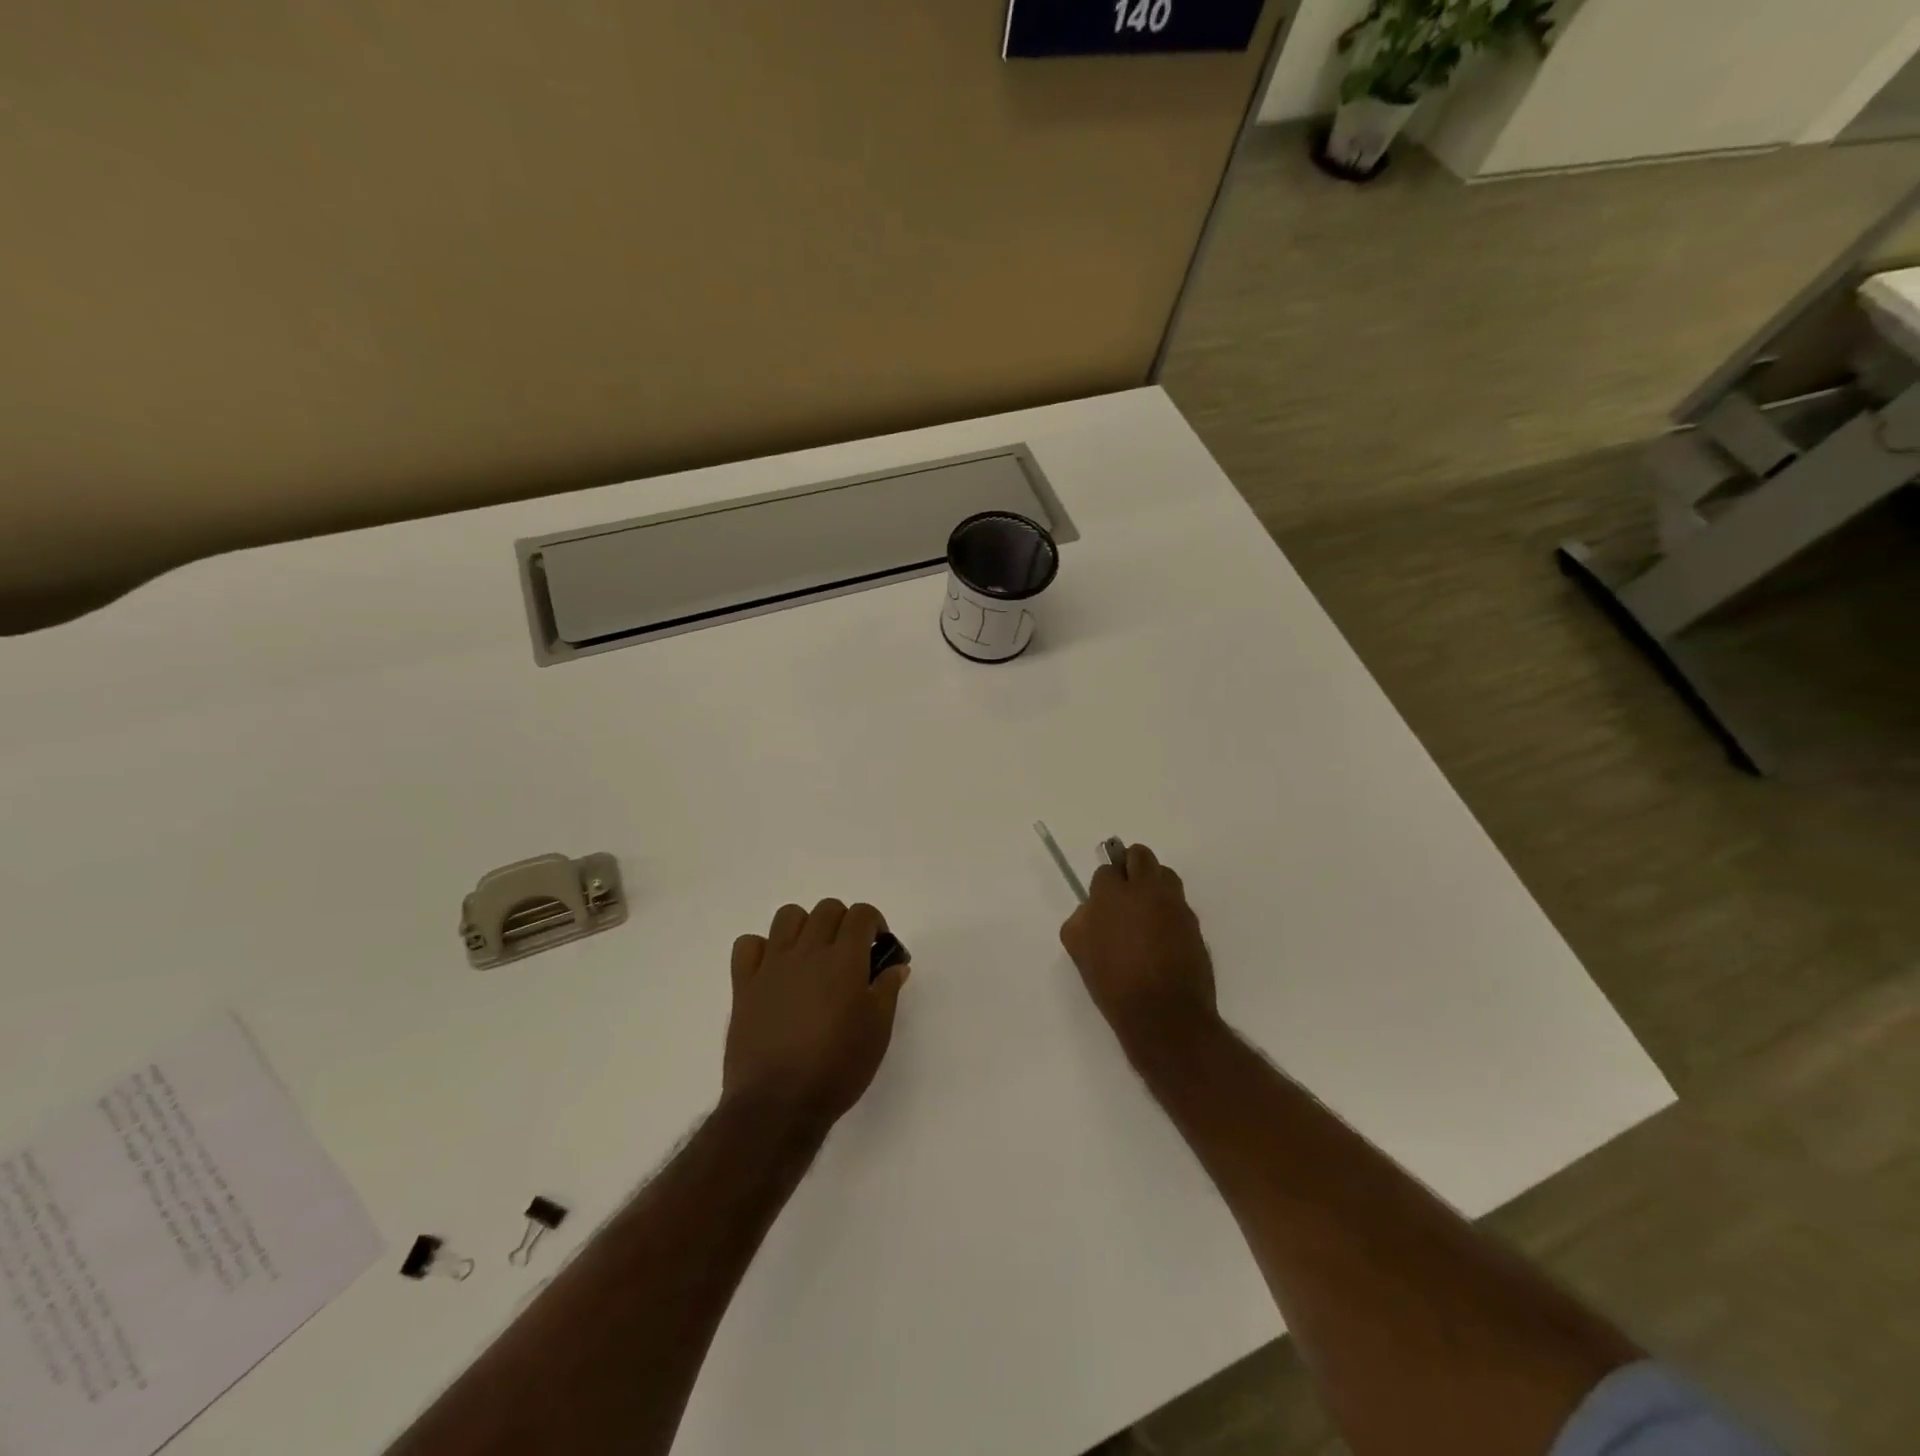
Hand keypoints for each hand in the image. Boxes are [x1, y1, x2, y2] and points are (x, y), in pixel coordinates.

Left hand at [723, 899, 909, 1132]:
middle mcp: (807, 951)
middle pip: (827, 909)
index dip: (874, 923)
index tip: (878, 947)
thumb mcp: (878, 1032)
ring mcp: (771, 965)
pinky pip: (748, 945)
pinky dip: (762, 949)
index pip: (861, 914)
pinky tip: (774, 970)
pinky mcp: (743, 984)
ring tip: (812, 956)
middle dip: (844, 923)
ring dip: (805, 927)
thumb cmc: (837, 1068)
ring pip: (788, 916)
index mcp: (844, 960)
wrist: (778, 1104)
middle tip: (849, 955)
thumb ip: (887, 991)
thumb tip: (895, 966)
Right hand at [1060, 843, 1215, 1052]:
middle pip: (1140, 856)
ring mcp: (1174, 904)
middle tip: (1124, 891)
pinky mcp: (1194, 923)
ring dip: (1153, 882)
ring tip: (1145, 910)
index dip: (1104, 884)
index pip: (1107, 870)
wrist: (1164, 1014)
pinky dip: (1169, 909)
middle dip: (1130, 866)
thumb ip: (1081, 921)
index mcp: (1113, 894)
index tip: (1102, 901)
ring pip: (1165, 874)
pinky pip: (1179, 903)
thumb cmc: (1114, 983)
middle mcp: (1146, 890)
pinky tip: (1161, 934)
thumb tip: (1091, 910)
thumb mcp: (1080, 952)